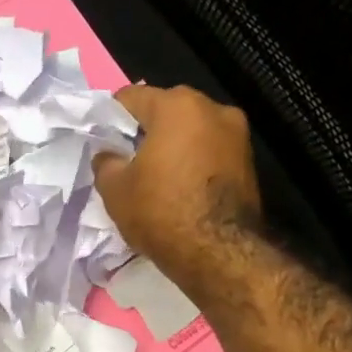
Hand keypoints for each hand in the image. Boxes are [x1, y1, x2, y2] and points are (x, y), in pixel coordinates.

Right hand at [92, 84, 262, 295]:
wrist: (219, 253)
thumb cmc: (161, 212)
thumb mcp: (115, 190)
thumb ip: (105, 162)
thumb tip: (109, 154)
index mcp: (177, 106)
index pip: (131, 98)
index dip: (111, 118)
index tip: (103, 141)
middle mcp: (212, 108)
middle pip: (166, 111)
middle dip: (145, 132)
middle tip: (127, 161)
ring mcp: (237, 134)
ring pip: (191, 131)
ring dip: (172, 147)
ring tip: (155, 177)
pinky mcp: (249, 161)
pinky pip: (210, 152)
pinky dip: (193, 163)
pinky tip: (180, 188)